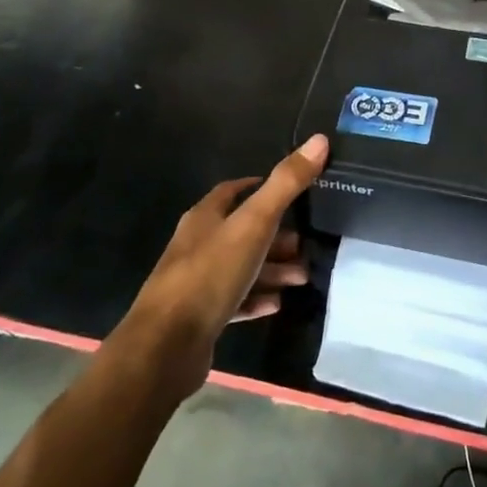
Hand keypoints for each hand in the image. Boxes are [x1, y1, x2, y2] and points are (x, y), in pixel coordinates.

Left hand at [122, 134, 327, 387]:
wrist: (166, 347)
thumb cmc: (210, 274)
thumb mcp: (254, 224)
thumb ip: (286, 184)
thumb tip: (320, 140)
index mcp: (205, 217)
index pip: (234, 191)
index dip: (261, 187)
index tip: (293, 192)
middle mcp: (198, 244)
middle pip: (242, 231)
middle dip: (276, 235)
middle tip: (306, 244)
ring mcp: (197, 282)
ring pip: (242, 266)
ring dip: (272, 269)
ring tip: (303, 276)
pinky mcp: (200, 316)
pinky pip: (236, 300)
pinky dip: (258, 298)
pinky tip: (278, 304)